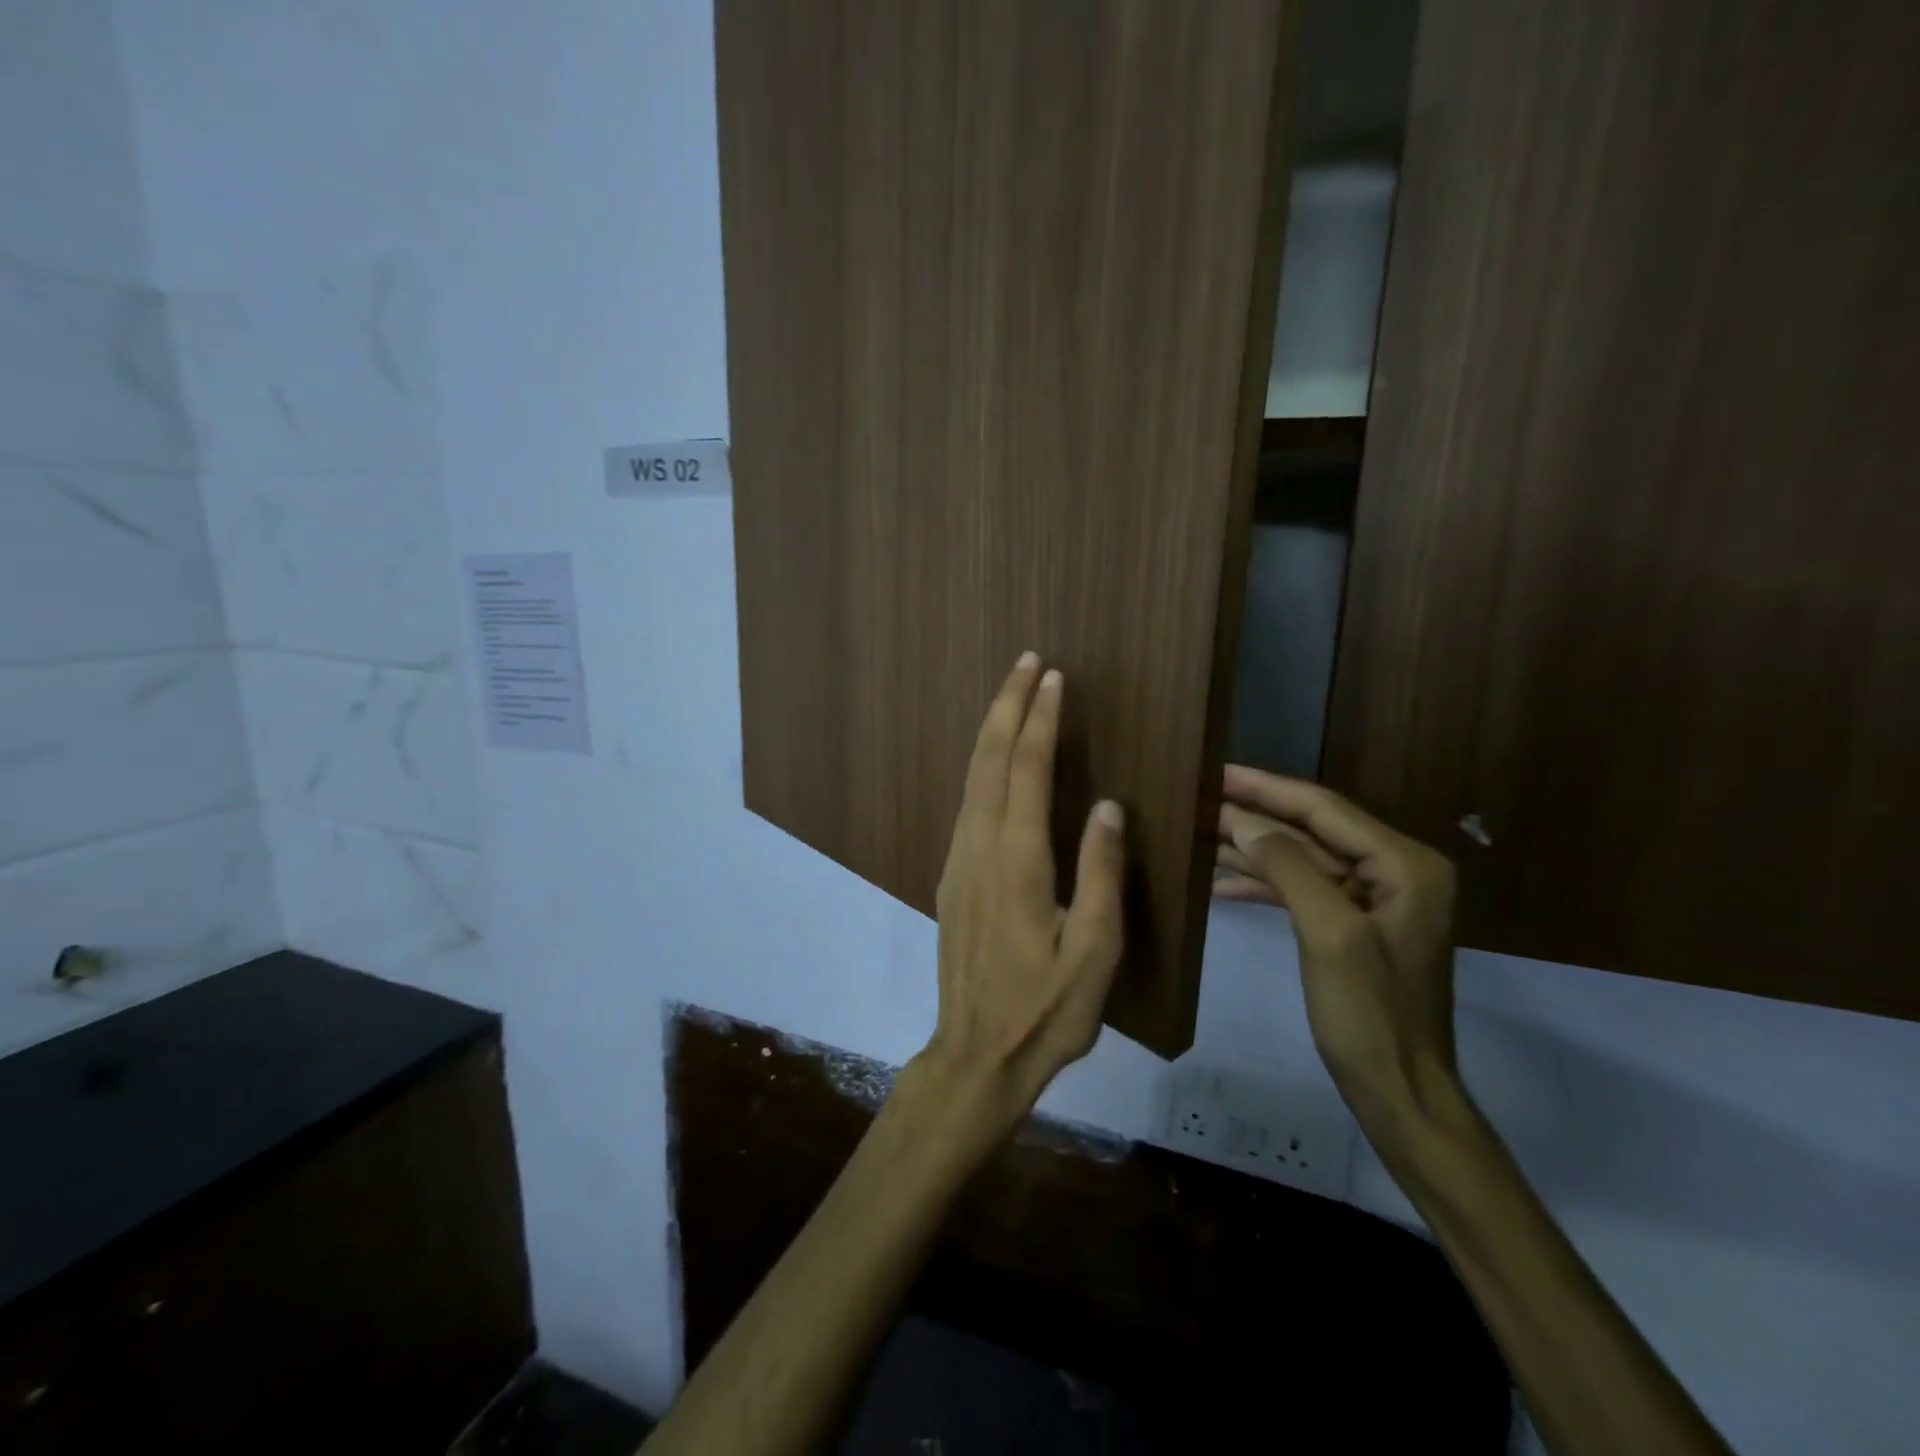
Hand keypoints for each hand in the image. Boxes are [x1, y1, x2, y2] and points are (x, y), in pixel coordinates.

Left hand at [910, 652, 1125, 1154]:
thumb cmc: (1045, 1012)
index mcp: (1016, 863)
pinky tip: (996, 760)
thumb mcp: (1094, 953)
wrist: (975, 1056)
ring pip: (970, 780)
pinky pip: (966, 804)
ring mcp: (957, 863)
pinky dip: (982, 766)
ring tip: (1013, 695)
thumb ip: (1100, 874)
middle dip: (1006, 706)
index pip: (1025, 771)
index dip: (1039, 720)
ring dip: (991, 731)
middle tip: (1026, 662)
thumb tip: (1106, 805)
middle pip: (987, 761)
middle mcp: (977, 850)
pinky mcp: (951, 879)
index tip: (1052, 677)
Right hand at [1213, 765, 1459, 1133]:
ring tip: (1198, 832)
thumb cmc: (1370, 1014)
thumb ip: (1290, 869)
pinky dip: (1261, 885)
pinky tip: (1218, 883)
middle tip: (1198, 797)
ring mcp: (1372, 900)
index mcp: (1404, 865)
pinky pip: (1301, 890)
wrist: (1399, 1092)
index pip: (1324, 809)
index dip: (1266, 788)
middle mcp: (1394, 871)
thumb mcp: (1329, 934)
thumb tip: (1245, 823)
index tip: (1217, 770)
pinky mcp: (1351, 925)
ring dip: (1251, 848)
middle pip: (1310, 829)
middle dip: (1253, 816)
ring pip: (1301, 858)